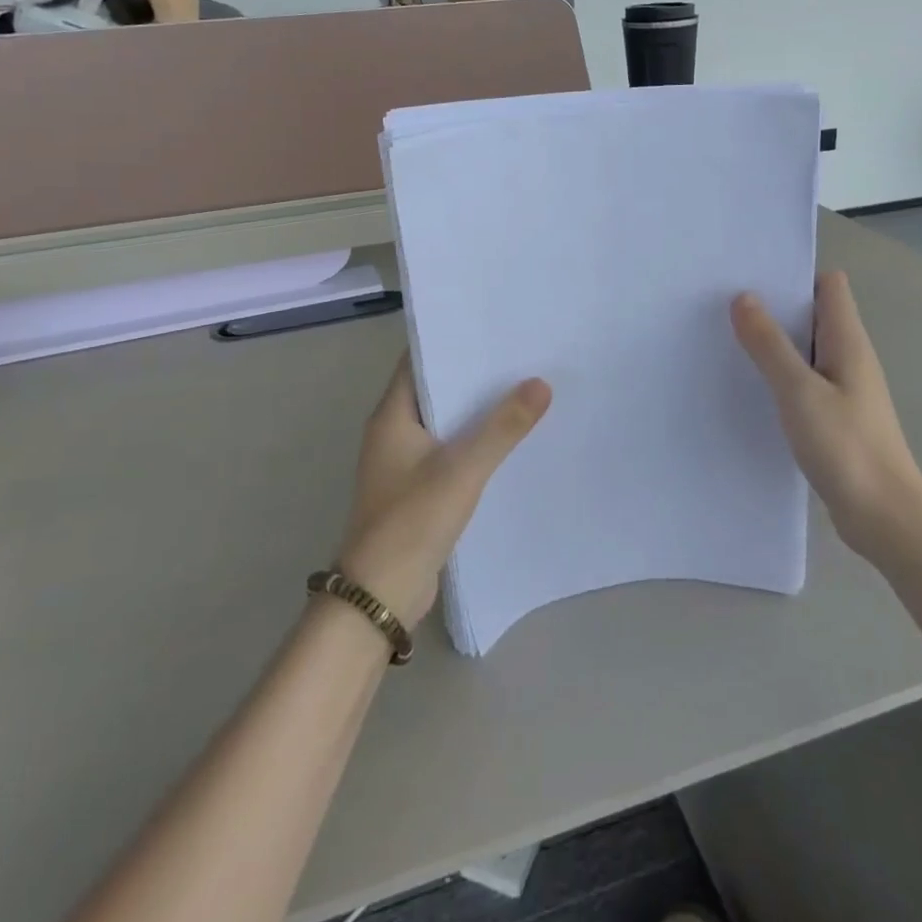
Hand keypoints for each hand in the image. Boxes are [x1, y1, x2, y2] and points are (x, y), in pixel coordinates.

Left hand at [336, 357, 551, 626]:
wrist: (381, 595)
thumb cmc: (412, 521)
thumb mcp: (462, 469)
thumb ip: (502, 427)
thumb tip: (541, 383)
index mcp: (392, 416)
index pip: (418, 361)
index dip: (449, 340)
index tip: (489, 326)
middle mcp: (393, 432)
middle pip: (435, 390)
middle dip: (472, 374)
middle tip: (519, 353)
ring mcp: (404, 463)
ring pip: (445, 422)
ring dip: (476, 410)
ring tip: (523, 388)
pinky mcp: (418, 489)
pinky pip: (450, 451)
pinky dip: (474, 441)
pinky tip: (509, 439)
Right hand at [731, 271, 921, 555]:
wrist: (884, 516)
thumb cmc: (845, 446)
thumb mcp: (799, 391)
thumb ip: (769, 345)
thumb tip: (744, 297)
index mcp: (848, 341)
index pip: (829, 286)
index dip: (795, 275)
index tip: (752, 277)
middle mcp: (849, 357)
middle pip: (813, 314)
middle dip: (775, 306)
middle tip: (726, 305)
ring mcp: (844, 388)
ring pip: (805, 349)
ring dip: (774, 343)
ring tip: (728, 340)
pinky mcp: (835, 416)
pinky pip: (803, 380)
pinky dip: (779, 376)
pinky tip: (750, 387)